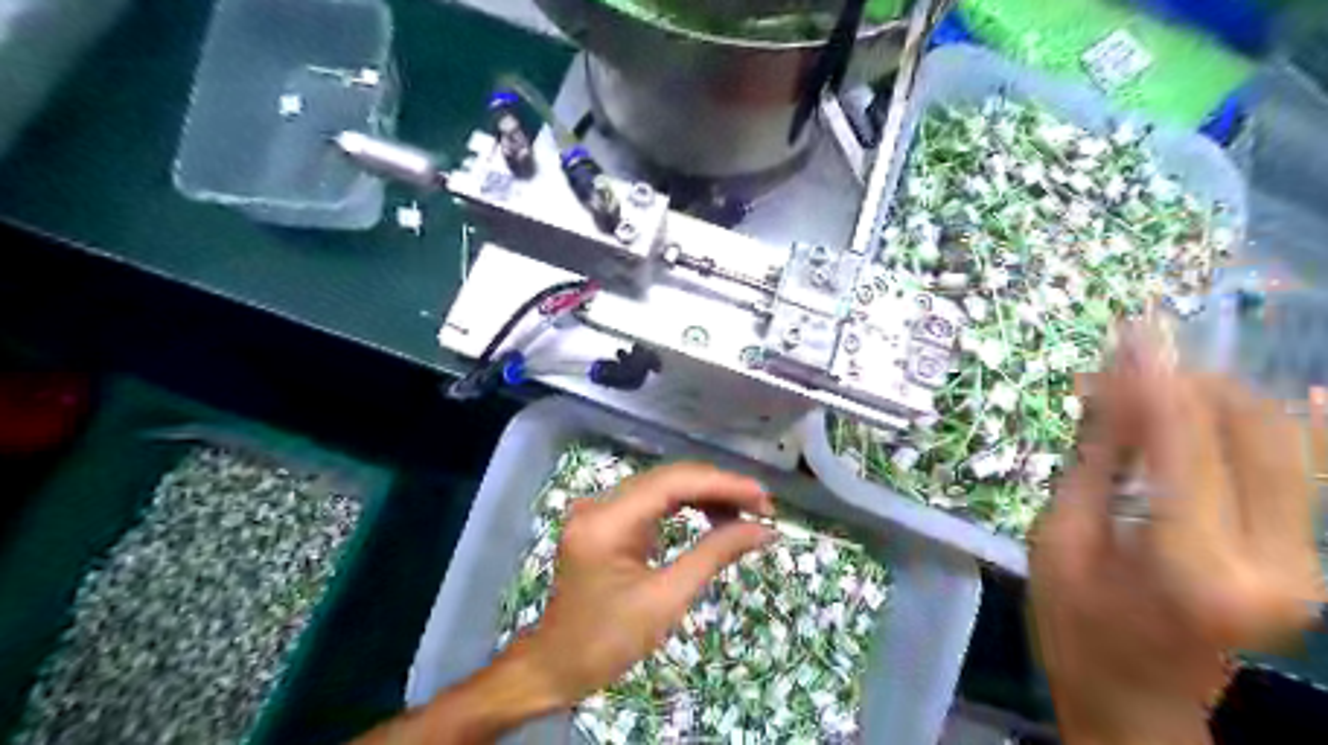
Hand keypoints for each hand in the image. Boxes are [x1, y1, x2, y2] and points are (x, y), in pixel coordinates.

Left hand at [511, 459, 779, 710]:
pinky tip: (715, 517)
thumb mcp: (666, 601)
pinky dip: (686, 507)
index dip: (722, 484)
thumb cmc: (607, 642)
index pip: (673, 483)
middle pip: (669, 478)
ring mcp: (601, 509)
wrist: (555, 666)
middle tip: (762, 507)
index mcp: (607, 521)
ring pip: (663, 487)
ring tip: (746, 514)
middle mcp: (600, 503)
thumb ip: (715, 555)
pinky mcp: (607, 520)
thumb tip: (762, 530)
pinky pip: (653, 502)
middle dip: (719, 488)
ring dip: (706, 496)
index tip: (763, 497)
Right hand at [1032, 327, 1321, 744]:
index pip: (1184, 441)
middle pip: (1251, 430)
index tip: (1127, 331)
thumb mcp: (1061, 540)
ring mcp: (1307, 560)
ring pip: (1287, 441)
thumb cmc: (1075, 624)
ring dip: (1223, 394)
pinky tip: (1318, 391)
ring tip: (1162, 374)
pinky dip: (1306, 427)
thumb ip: (1097, 460)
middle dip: (1191, 379)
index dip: (1155, 379)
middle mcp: (1275, 560)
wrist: (1137, 696)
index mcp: (1193, 566)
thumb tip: (1111, 385)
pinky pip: (1312, 472)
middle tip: (1131, 354)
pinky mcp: (1310, 556)